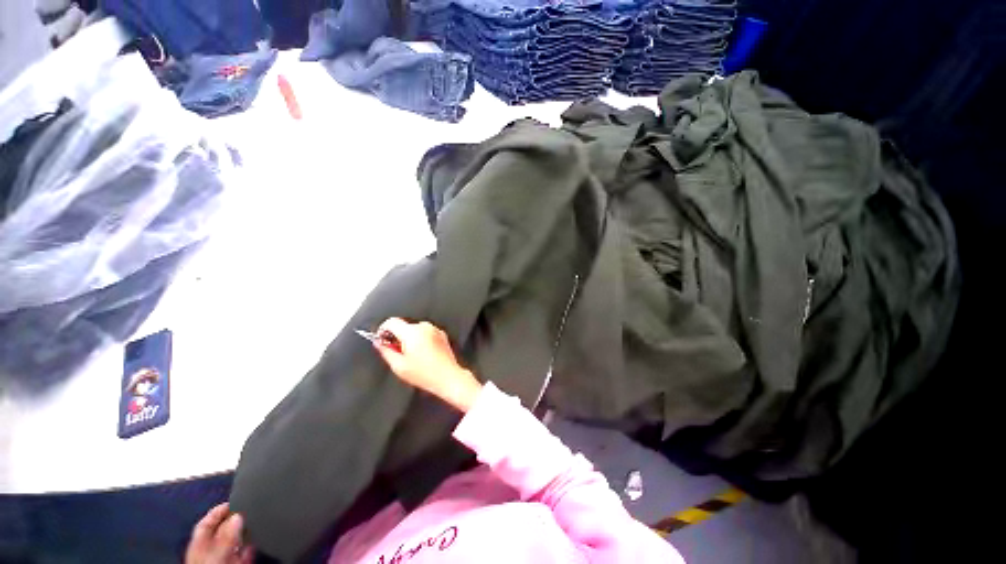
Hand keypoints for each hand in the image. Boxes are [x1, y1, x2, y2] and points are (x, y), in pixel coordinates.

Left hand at [185, 503, 254, 563]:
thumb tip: (238, 515)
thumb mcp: (215, 557)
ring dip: (245, 533)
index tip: (236, 499)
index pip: (206, 524)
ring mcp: (223, 560)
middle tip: (252, 508)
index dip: (218, 511)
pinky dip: (251, 546)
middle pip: (222, 532)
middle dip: (235, 520)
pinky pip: (244, 553)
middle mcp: (210, 552)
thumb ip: (225, 538)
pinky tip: (258, 541)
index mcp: (199, 547)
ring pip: (234, 542)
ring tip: (258, 521)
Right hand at [374, 318, 482, 412]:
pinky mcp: (441, 334)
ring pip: (415, 330)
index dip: (383, 330)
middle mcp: (424, 327)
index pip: (391, 322)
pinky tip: (423, 354)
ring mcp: (434, 329)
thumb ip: (386, 351)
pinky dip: (421, 340)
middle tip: (398, 353)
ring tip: (412, 356)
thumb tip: (379, 343)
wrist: (448, 377)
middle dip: (397, 337)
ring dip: (410, 339)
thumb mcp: (399, 366)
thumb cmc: (425, 374)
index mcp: (412, 332)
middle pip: (404, 326)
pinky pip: (426, 333)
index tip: (381, 339)